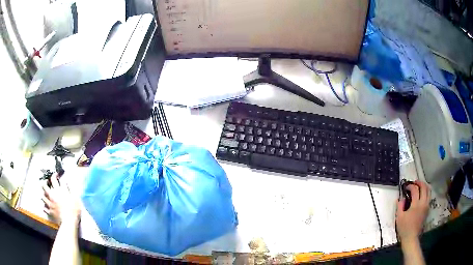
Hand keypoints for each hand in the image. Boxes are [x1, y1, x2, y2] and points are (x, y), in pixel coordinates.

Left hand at [42, 174, 80, 224]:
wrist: (69, 222)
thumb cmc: (73, 209)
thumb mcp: (74, 197)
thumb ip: (69, 189)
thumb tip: (66, 182)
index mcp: (58, 190)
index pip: (53, 179)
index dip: (54, 175)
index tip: (56, 175)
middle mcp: (52, 195)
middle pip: (44, 186)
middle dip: (45, 183)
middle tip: (47, 183)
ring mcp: (50, 204)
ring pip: (43, 196)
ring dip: (43, 195)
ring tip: (45, 195)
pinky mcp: (50, 212)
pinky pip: (44, 208)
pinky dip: (44, 206)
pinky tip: (45, 206)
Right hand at [396, 180, 430, 242]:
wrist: (411, 237)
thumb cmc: (404, 228)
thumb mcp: (399, 217)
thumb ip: (400, 206)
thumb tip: (401, 198)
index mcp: (416, 204)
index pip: (415, 190)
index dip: (410, 186)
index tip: (406, 187)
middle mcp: (423, 203)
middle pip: (424, 187)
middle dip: (419, 182)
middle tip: (414, 182)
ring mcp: (426, 206)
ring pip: (428, 191)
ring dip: (424, 186)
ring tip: (419, 186)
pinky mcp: (428, 209)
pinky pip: (429, 196)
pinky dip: (426, 192)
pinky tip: (422, 195)